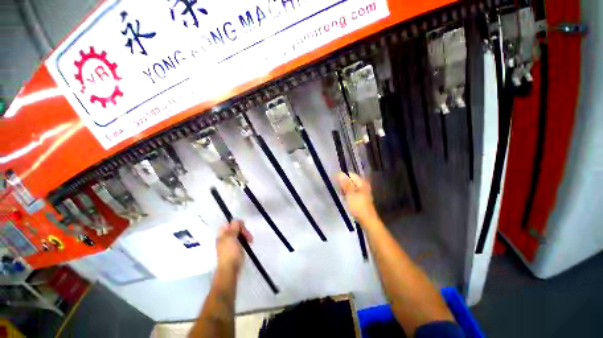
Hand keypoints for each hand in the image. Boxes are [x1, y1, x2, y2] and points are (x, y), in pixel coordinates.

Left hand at [216, 220, 252, 272]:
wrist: (230, 270)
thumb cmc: (230, 253)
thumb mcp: (231, 238)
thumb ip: (234, 228)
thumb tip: (236, 220)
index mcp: (222, 235)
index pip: (230, 223)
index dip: (237, 224)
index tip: (243, 228)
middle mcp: (225, 238)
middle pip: (235, 228)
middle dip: (243, 230)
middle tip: (249, 236)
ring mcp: (230, 244)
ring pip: (239, 234)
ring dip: (245, 235)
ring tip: (250, 240)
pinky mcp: (235, 249)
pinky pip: (240, 240)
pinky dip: (245, 240)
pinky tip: (248, 244)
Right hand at [337, 172, 378, 224]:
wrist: (367, 220)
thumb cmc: (358, 206)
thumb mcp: (350, 194)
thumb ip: (345, 184)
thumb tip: (340, 173)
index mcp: (361, 182)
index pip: (350, 174)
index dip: (342, 177)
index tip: (336, 183)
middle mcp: (363, 185)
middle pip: (350, 180)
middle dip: (343, 184)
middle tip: (339, 190)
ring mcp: (362, 192)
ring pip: (351, 187)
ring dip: (345, 189)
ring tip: (341, 195)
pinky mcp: (360, 198)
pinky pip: (352, 192)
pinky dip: (348, 194)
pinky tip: (345, 199)